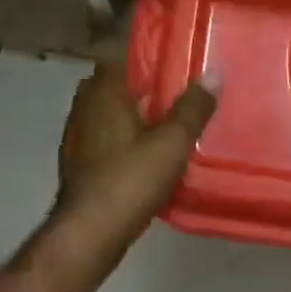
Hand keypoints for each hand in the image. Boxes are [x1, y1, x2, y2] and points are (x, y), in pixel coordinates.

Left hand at [53, 63, 218, 266]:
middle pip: (119, 84)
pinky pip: (106, 137)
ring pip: (111, 112)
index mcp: (104, 91)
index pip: (125, 55)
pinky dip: (125, 138)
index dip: (152, 55)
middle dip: (146, 86)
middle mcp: (85, 105)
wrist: (87, 236)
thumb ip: (193, 107)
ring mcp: (77, 135)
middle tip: (180, 92)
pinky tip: (147, 153)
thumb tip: (213, 73)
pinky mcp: (79, 162)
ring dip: (135, 114)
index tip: (178, 59)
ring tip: (169, 122)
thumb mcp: (172, 142)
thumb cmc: (129, 179)